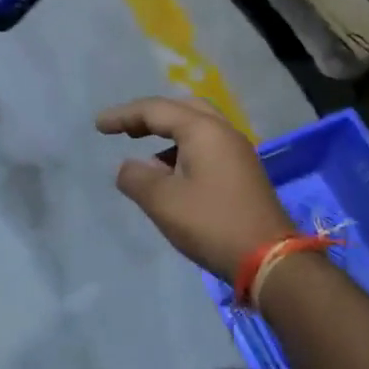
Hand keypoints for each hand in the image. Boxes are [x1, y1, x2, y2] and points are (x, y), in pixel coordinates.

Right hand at [96, 96, 296, 284]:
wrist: (270, 259)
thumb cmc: (212, 224)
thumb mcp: (163, 202)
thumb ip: (136, 178)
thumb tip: (128, 167)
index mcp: (203, 130)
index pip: (156, 110)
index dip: (124, 115)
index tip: (99, 126)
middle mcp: (224, 132)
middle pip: (182, 109)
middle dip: (150, 116)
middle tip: (125, 130)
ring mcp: (238, 151)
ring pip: (198, 127)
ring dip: (169, 133)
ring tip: (144, 155)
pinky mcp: (244, 172)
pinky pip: (208, 146)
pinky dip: (184, 150)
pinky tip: (171, 175)